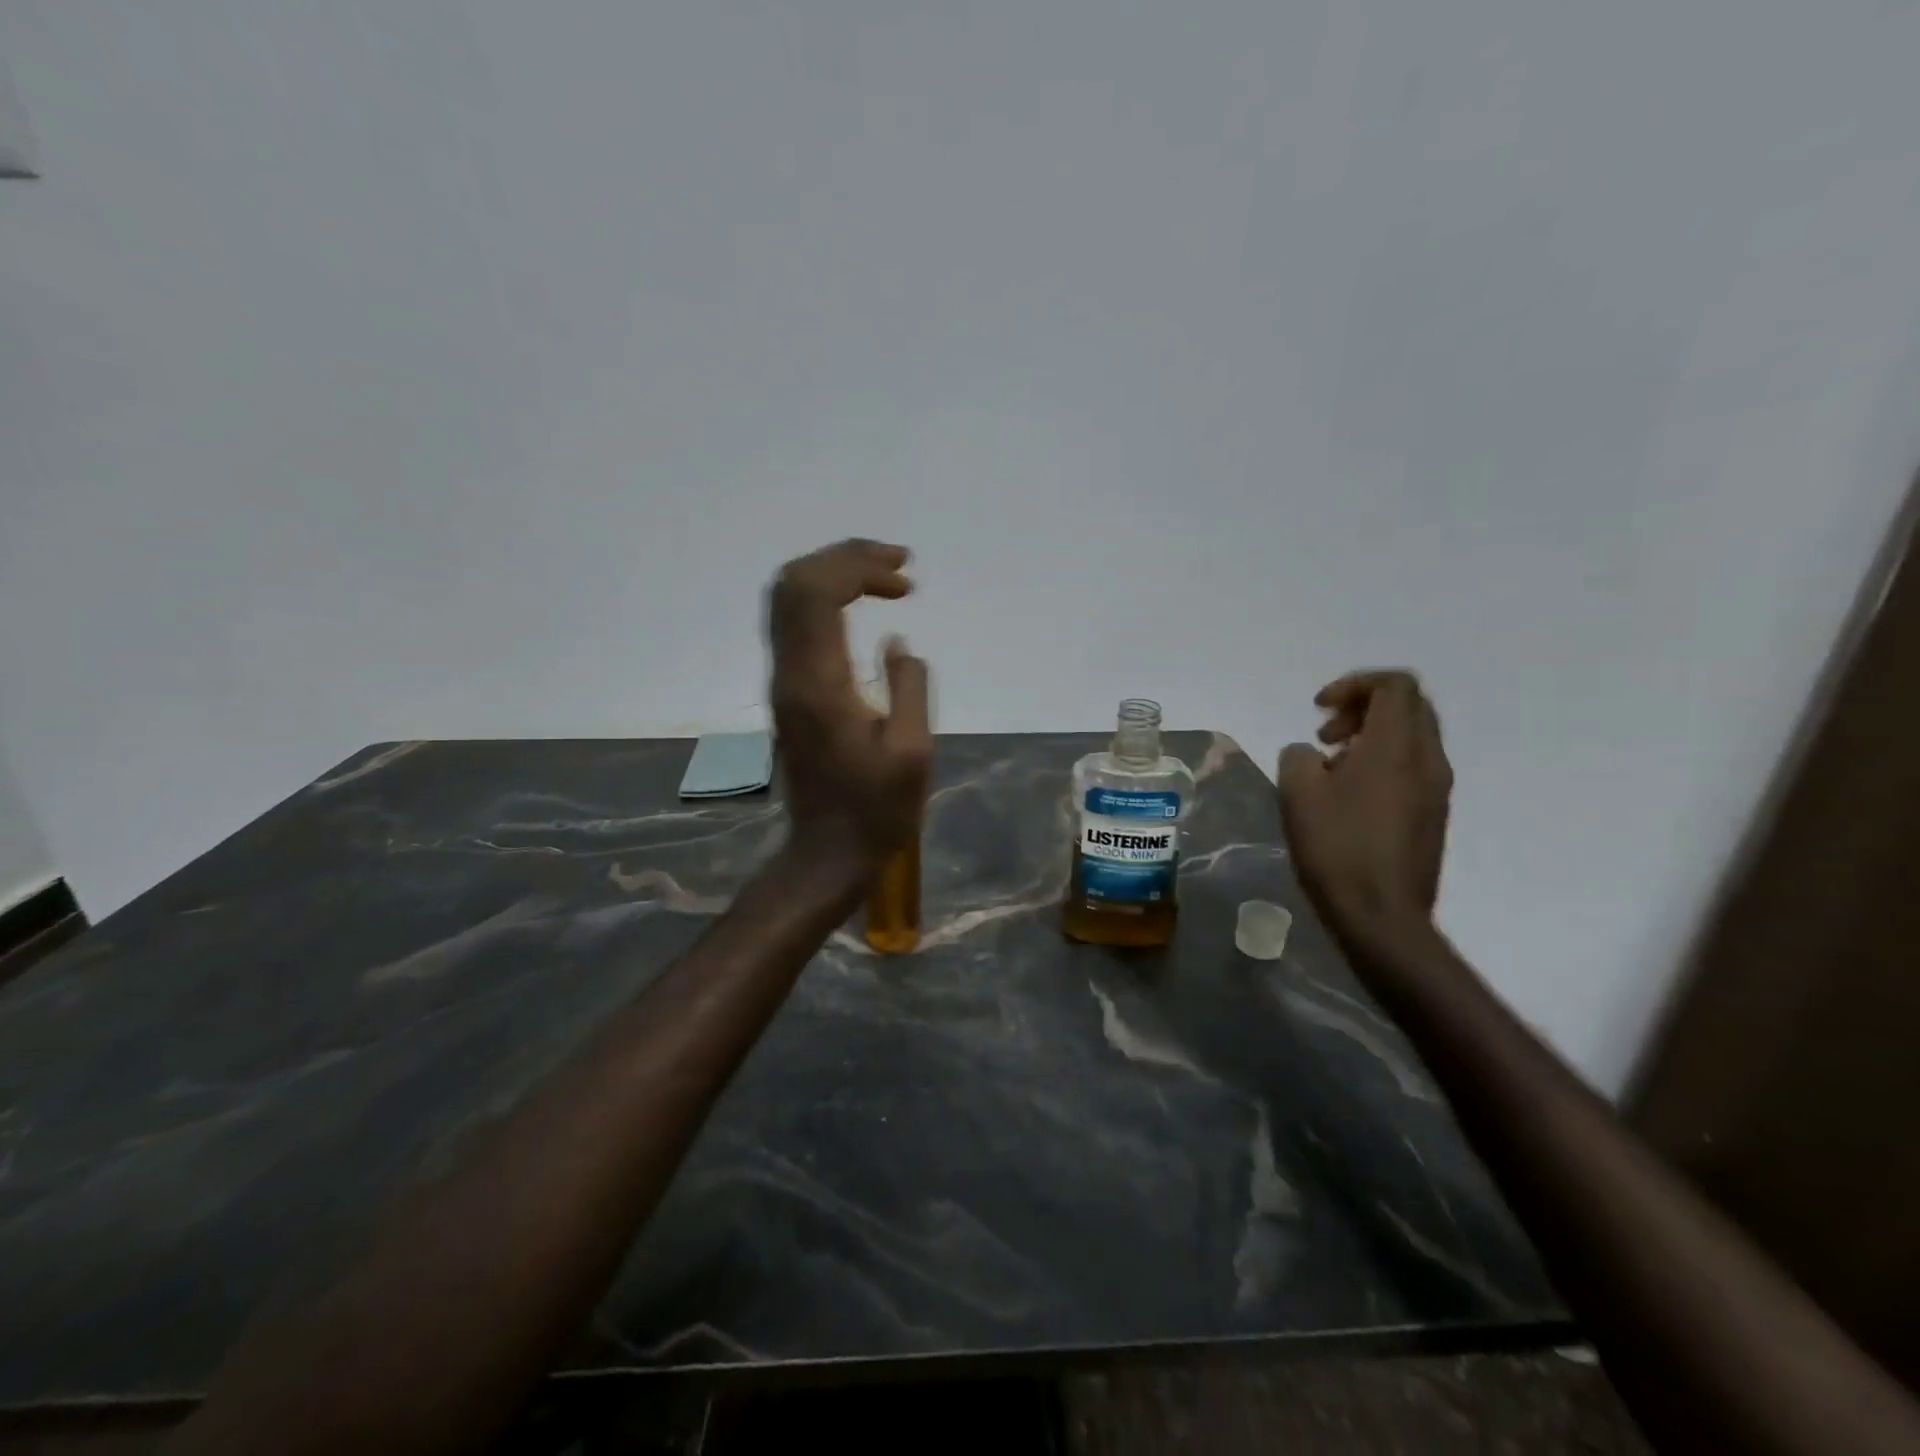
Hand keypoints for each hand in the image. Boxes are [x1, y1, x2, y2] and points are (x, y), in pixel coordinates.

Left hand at [767, 539, 932, 873]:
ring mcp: (782, 682)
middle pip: (793, 584)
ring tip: (884, 579)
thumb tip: (896, 642)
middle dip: (844, 558)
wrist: (828, 853)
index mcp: (818, 684)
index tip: (904, 577)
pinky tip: (862, 610)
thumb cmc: (877, 810)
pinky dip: (826, 601)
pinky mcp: (788, 693)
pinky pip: (794, 624)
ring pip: (787, 601)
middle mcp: (789, 674)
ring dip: (833, 575)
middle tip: (898, 565)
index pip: (816, 594)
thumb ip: (908, 687)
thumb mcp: (912, 752)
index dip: (857, 567)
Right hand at [1278, 670, 1451, 940]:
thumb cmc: (1336, 848)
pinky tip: (1348, 794)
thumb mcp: (1298, 793)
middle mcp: (1428, 759)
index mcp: (1397, 747)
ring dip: (1371, 735)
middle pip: (1408, 705)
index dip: (1354, 683)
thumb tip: (1311, 755)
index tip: (1318, 708)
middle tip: (1325, 733)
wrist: (1382, 916)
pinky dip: (1381, 760)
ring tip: (1331, 765)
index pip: (1395, 685)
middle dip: (1362, 706)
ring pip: (1412, 736)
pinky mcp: (1433, 814)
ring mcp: (1437, 788)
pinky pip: (1412, 765)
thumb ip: (1299, 756)